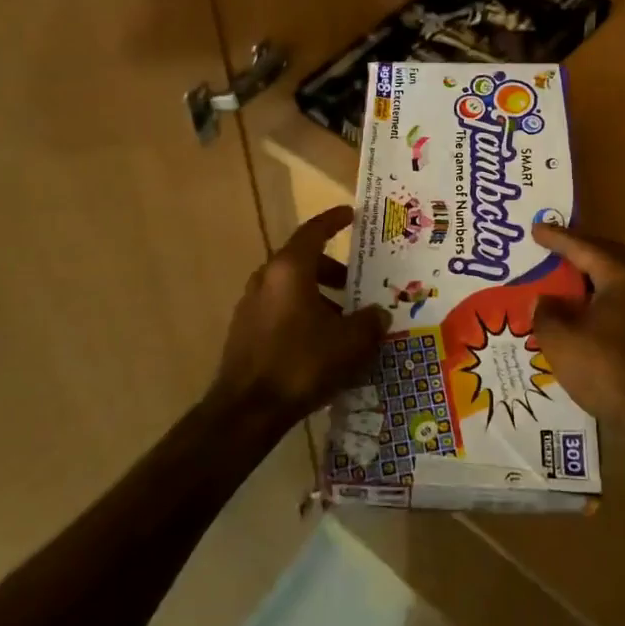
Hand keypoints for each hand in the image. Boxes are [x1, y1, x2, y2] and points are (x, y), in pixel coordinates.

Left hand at [213, 206, 388, 424]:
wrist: (246, 411)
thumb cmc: (302, 363)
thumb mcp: (349, 342)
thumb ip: (370, 322)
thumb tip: (380, 314)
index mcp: (289, 269)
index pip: (314, 231)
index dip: (334, 221)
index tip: (351, 214)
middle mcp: (266, 278)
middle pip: (304, 261)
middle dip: (333, 270)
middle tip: (357, 284)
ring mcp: (251, 305)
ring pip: (292, 288)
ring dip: (319, 297)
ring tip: (344, 321)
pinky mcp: (245, 331)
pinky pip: (281, 310)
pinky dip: (303, 314)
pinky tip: (321, 343)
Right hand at [533, 224, 624, 430]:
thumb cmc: (603, 366)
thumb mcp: (559, 336)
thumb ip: (545, 310)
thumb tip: (544, 300)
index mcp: (620, 275)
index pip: (583, 247)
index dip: (556, 238)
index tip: (534, 229)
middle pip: (605, 255)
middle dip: (577, 249)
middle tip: (550, 244)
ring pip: (613, 278)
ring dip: (587, 273)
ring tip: (560, 273)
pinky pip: (617, 298)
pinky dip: (595, 295)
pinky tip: (577, 308)